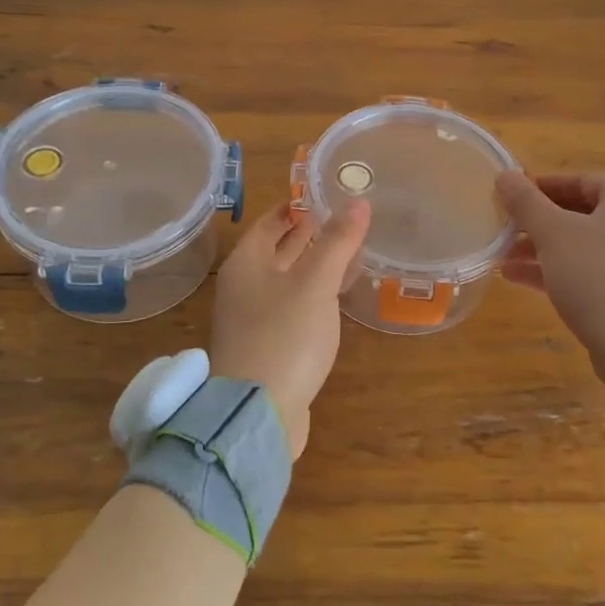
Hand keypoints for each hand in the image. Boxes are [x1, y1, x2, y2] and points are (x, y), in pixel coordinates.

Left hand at [209, 199, 371, 458]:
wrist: (257, 414)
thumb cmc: (284, 336)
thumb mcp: (315, 283)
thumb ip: (337, 242)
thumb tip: (359, 202)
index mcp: (247, 262)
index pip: (272, 221)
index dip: (299, 205)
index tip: (330, 192)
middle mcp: (245, 286)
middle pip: (279, 249)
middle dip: (311, 233)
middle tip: (349, 217)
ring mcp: (254, 318)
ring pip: (288, 279)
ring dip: (316, 264)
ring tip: (352, 249)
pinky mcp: (268, 346)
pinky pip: (293, 307)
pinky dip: (315, 294)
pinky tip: (339, 295)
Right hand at [496, 171, 604, 385]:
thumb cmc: (595, 273)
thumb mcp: (552, 232)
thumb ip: (525, 202)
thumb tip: (504, 175)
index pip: (578, 181)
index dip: (539, 188)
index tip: (508, 198)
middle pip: (580, 214)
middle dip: (537, 224)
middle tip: (504, 229)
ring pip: (583, 245)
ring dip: (542, 249)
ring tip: (502, 257)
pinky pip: (592, 270)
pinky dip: (559, 270)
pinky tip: (519, 278)